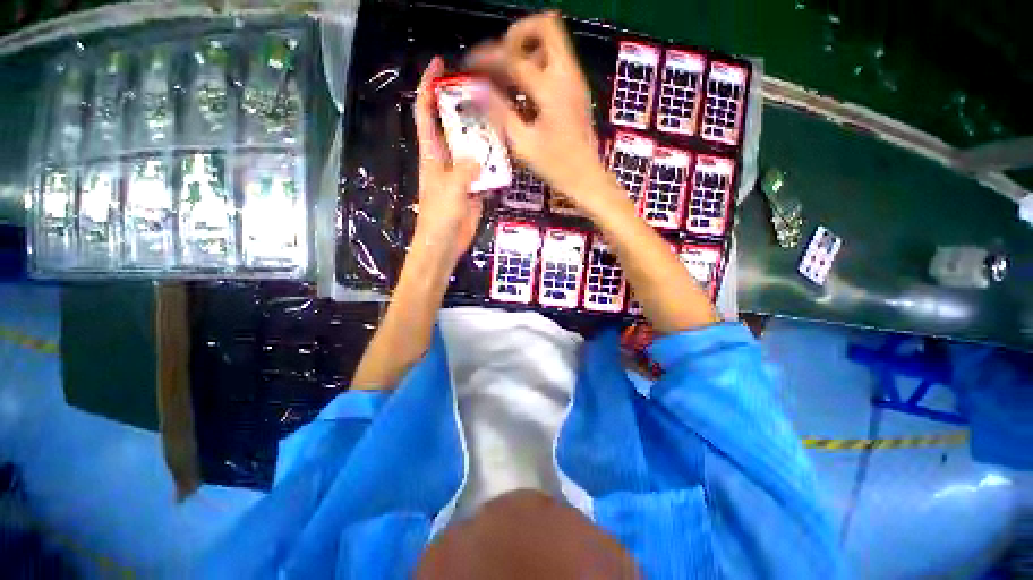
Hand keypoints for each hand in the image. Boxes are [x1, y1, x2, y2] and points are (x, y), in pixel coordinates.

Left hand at [412, 57, 483, 267]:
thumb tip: (479, 157)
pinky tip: (507, 155)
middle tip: (486, 91)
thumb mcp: (451, 191)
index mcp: (432, 154)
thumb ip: (465, 171)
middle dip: (464, 106)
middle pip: (453, 125)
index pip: (425, 113)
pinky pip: (486, 169)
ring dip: (484, 135)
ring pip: (473, 147)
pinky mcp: (474, 188)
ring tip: (501, 120)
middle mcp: (446, 159)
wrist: (445, 243)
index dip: (428, 87)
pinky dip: (495, 163)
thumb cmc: (439, 217)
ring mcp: (462, 173)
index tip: (439, 64)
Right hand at [471, 12, 606, 204]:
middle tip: (500, 59)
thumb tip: (478, 90)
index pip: (515, 57)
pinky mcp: (577, 90)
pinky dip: (537, 65)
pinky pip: (556, 62)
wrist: (587, 178)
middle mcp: (567, 75)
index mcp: (552, 90)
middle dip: (518, 35)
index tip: (471, 65)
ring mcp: (575, 81)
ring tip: (507, 75)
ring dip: (527, 49)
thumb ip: (500, 113)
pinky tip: (522, 90)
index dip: (488, 58)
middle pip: (546, 26)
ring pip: (552, 42)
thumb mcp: (523, 144)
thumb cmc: (556, 167)